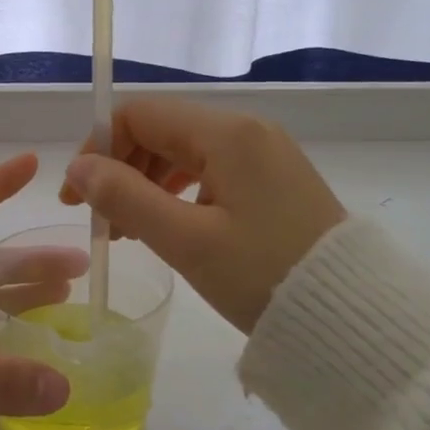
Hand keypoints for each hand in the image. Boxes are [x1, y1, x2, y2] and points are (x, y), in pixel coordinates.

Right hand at [59, 99, 346, 333]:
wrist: (351, 315)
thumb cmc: (263, 275)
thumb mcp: (186, 240)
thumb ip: (125, 197)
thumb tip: (78, 168)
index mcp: (227, 134)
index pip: (141, 115)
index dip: (99, 148)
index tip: (78, 197)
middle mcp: (247, 131)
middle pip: (162, 130)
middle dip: (122, 169)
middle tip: (102, 222)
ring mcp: (266, 154)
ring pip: (186, 152)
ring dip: (147, 182)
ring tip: (130, 230)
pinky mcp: (275, 181)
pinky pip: (212, 171)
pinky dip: (179, 192)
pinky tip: (171, 226)